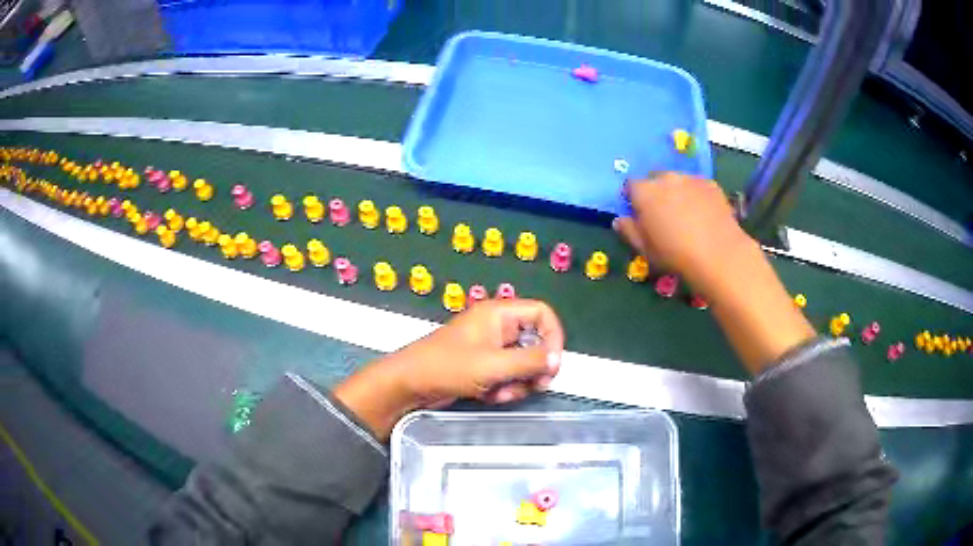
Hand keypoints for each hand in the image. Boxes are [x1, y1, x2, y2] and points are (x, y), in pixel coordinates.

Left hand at [333, 300, 563, 439]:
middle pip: (536, 342)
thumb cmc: (447, 367)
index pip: (542, 313)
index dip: (553, 336)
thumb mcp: (493, 365)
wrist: (409, 385)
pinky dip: (504, 388)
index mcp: (499, 314)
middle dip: (535, 367)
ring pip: (523, 364)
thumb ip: (529, 361)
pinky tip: (489, 396)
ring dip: (518, 382)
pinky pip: (507, 376)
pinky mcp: (483, 368)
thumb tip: (556, 359)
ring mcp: (490, 349)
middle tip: (535, 385)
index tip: (553, 363)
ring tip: (500, 392)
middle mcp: (498, 328)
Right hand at [612, 172, 755, 292]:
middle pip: (655, 179)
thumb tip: (620, 220)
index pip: (631, 186)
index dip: (634, 199)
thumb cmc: (675, 254)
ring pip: (677, 181)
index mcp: (644, 192)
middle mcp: (666, 178)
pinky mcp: (710, 183)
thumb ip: (629, 232)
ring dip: (677, 192)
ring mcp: (690, 178)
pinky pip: (697, 186)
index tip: (640, 214)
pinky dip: (697, 195)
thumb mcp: (645, 250)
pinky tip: (704, 214)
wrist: (718, 253)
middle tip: (664, 215)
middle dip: (656, 192)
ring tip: (687, 215)